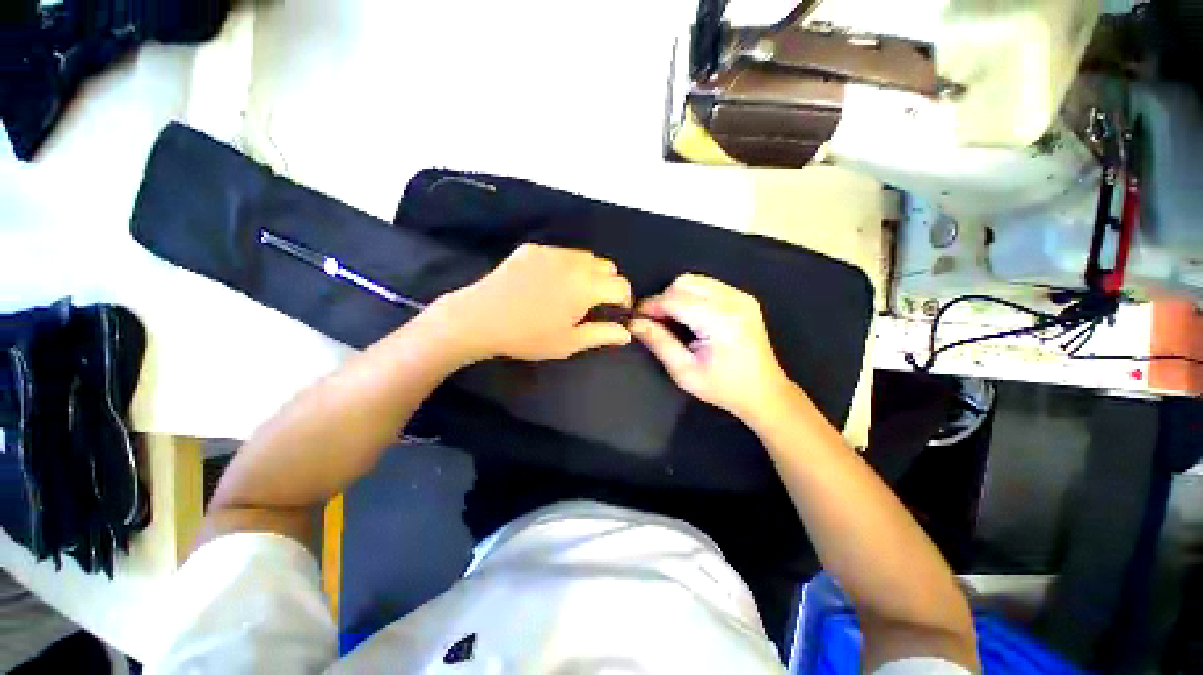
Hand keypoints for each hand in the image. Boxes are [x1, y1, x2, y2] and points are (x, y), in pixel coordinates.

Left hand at [433, 243, 632, 361]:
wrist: (480, 318)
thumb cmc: (528, 336)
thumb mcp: (569, 343)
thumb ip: (602, 335)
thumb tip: (627, 333)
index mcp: (587, 286)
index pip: (621, 285)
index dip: (625, 300)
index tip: (616, 313)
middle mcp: (574, 263)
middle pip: (607, 266)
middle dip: (608, 284)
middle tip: (594, 304)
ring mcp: (551, 252)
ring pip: (584, 256)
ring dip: (588, 272)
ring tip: (572, 292)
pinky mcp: (532, 249)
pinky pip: (559, 253)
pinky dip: (564, 265)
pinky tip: (547, 282)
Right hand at [630, 274, 792, 419]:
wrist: (765, 392)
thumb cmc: (724, 388)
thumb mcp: (685, 372)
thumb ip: (659, 343)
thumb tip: (634, 323)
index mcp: (721, 321)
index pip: (675, 299)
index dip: (650, 306)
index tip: (636, 319)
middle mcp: (733, 301)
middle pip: (684, 282)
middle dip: (663, 299)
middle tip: (655, 322)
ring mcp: (741, 296)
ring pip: (694, 280)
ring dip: (676, 296)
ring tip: (671, 320)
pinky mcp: (743, 298)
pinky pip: (707, 285)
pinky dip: (691, 296)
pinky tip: (689, 317)